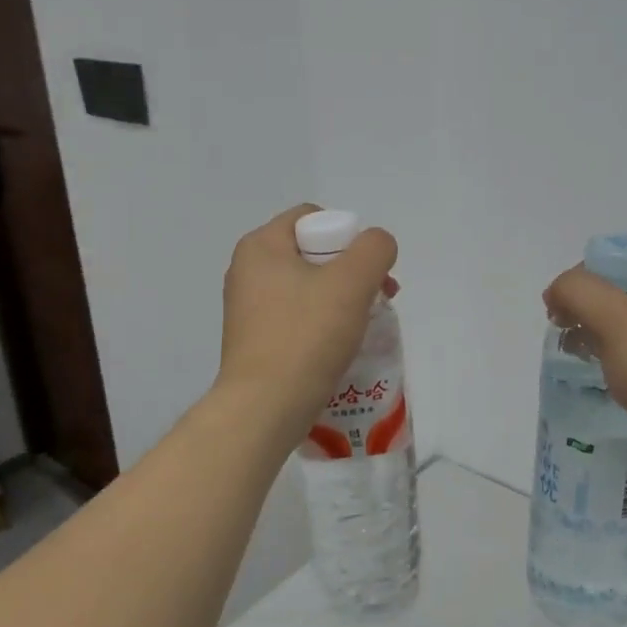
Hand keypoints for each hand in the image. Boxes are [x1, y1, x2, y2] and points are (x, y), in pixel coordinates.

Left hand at [217, 205, 398, 437]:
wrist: (264, 408)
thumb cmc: (305, 336)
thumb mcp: (351, 282)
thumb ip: (374, 249)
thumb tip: (377, 246)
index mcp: (260, 246)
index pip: (312, 217)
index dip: (348, 235)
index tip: (367, 271)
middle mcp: (247, 270)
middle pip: (313, 253)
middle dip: (351, 271)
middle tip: (378, 298)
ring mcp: (248, 308)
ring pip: (308, 287)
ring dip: (342, 300)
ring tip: (365, 325)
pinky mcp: (255, 340)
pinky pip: (297, 317)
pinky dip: (322, 325)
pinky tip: (340, 346)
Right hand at [543, 252, 626, 489]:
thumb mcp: (617, 320)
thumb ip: (579, 291)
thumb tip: (557, 291)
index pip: (625, 260)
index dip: (586, 274)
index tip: (559, 304)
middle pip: (624, 290)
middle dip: (587, 305)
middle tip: (562, 328)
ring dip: (595, 332)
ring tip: (574, 352)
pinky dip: (611, 358)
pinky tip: (597, 373)